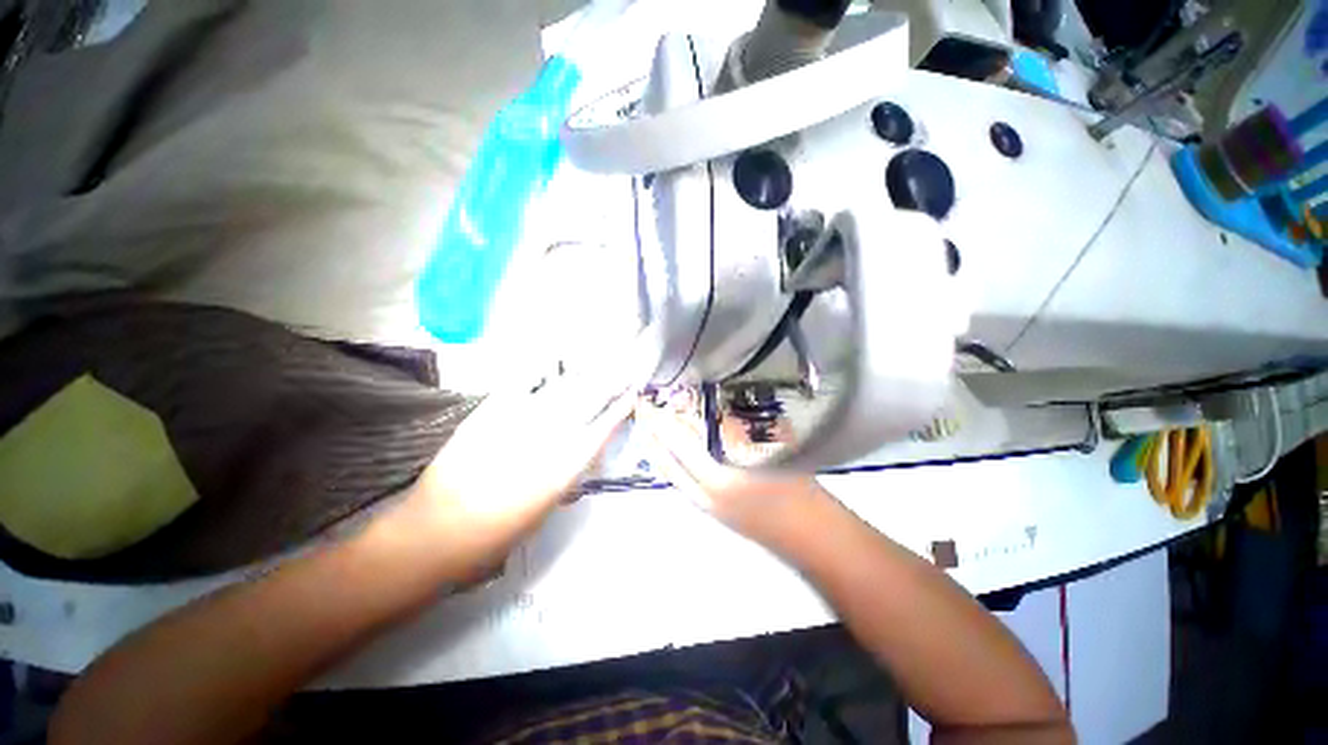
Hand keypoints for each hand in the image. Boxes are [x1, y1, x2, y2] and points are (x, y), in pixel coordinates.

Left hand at [406, 364, 635, 565]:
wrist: (435, 532)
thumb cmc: (496, 534)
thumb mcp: (543, 512)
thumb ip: (565, 477)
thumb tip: (577, 453)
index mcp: (565, 466)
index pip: (601, 428)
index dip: (619, 409)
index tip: (633, 393)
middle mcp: (548, 438)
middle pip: (585, 402)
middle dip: (608, 383)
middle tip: (623, 367)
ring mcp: (519, 420)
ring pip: (559, 390)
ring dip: (582, 375)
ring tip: (597, 362)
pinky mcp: (490, 413)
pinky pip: (521, 384)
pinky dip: (539, 371)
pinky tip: (552, 360)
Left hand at [635, 396, 826, 542]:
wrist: (812, 537)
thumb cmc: (798, 489)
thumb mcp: (769, 449)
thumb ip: (736, 431)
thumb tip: (709, 413)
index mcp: (718, 478)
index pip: (679, 442)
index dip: (660, 420)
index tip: (646, 402)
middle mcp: (703, 496)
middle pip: (665, 459)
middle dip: (651, 433)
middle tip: (643, 411)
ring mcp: (705, 507)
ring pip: (669, 473)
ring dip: (657, 448)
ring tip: (650, 427)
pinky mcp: (710, 512)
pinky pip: (679, 483)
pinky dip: (669, 464)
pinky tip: (669, 451)